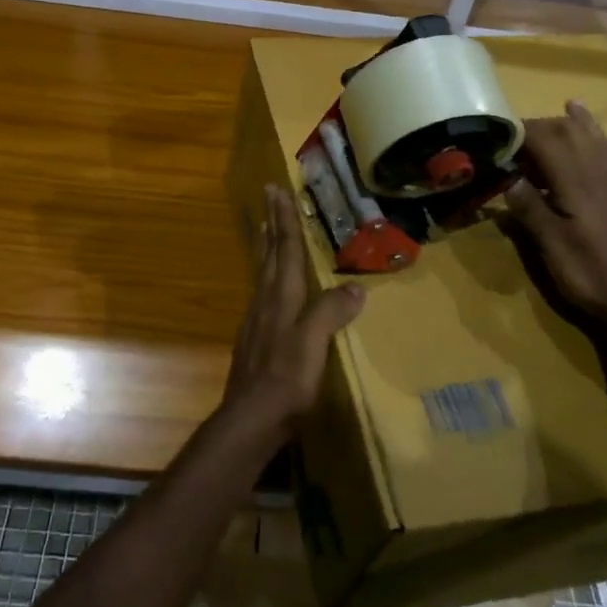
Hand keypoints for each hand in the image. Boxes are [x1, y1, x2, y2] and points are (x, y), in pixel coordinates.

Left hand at [224, 184, 365, 427]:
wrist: (250, 418)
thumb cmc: (286, 379)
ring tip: (268, 227)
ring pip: (262, 270)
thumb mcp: (313, 344)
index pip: (285, 249)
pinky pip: (262, 291)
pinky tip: (270, 283)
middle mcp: (265, 300)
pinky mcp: (255, 337)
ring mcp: (257, 319)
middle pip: (269, 253)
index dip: (284, 219)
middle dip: (272, 222)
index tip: (276, 189)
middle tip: (268, 195)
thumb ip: (331, 312)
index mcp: (281, 297)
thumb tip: (356, 288)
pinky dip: (267, 273)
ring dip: (267, 245)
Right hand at [506, 101, 606, 331]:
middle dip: (549, 124)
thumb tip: (509, 178)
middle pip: (575, 136)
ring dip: (586, 124)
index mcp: (575, 184)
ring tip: (574, 105)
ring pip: (602, 145)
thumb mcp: (551, 245)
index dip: (522, 132)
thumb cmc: (591, 274)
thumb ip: (530, 209)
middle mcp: (600, 177)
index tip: (499, 131)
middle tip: (522, 127)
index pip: (546, 143)